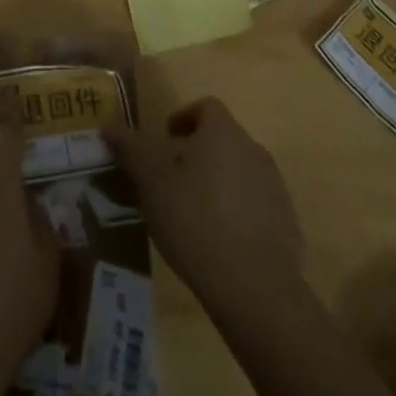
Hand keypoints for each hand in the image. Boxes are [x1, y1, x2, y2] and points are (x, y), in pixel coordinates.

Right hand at [108, 96, 303, 307]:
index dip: (184, 119)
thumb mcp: (151, 182)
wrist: (255, 288)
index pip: (205, 107)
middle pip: (223, 140)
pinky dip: (240, 215)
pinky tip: (221, 244)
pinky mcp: (288, 226)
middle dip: (199, 155)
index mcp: (223, 131)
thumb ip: (130, 149)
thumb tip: (108, 125)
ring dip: (219, 184)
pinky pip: (258, 207)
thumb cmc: (195, 220)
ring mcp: (276, 188)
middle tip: (174, 181)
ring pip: (240, 173)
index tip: (165, 142)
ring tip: (195, 215)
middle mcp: (254, 149)